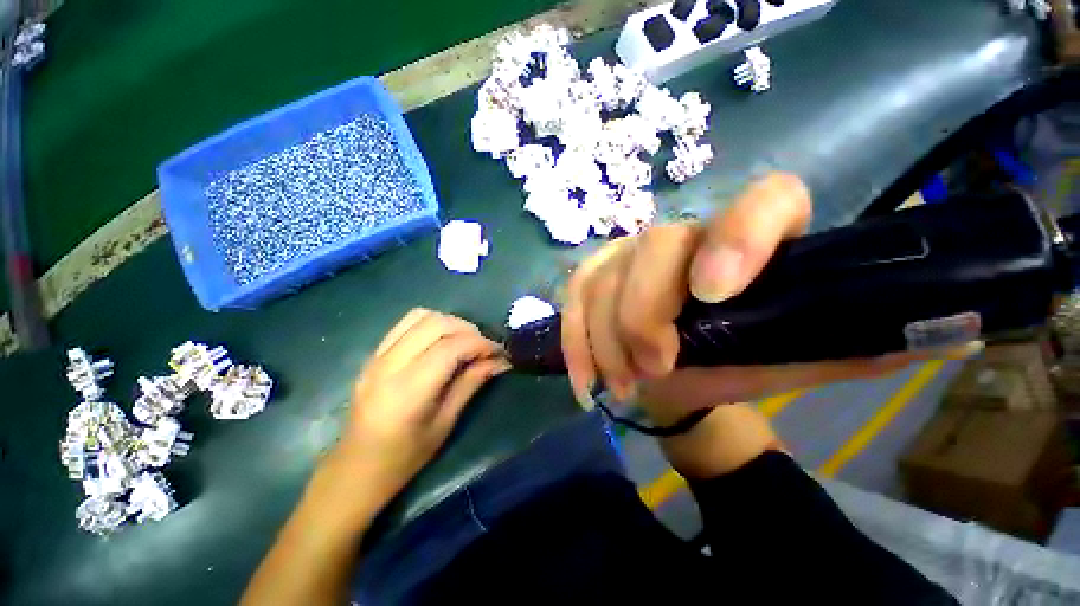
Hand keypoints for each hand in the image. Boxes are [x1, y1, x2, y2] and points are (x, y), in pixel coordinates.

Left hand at [336, 309, 509, 505]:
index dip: (480, 343)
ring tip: (464, 340)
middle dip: (468, 329)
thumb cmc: (405, 456)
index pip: (450, 347)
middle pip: (436, 324)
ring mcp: (377, 356)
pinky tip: (441, 340)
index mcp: (408, 390)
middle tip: (484, 346)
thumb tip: (500, 361)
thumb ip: (472, 383)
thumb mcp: (445, 423)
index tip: (499, 351)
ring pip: (420, 316)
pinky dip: (431, 323)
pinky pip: (406, 323)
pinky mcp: (373, 353)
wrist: (356, 467)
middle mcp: (389, 365)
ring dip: (450, 323)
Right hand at [562, 173, 972, 414]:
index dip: (739, 236)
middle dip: (644, 311)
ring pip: (602, 280)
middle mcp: (682, 238)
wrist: (684, 380)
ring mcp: (628, 255)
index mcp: (750, 244)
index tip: (713, 295)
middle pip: (655, 247)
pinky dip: (575, 343)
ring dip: (607, 339)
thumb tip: (954, 330)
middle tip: (654, 367)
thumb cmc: (744, 367)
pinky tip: (585, 381)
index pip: (763, 201)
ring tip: (624, 385)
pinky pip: (572, 301)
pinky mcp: (593, 279)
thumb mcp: (804, 357)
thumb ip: (860, 340)